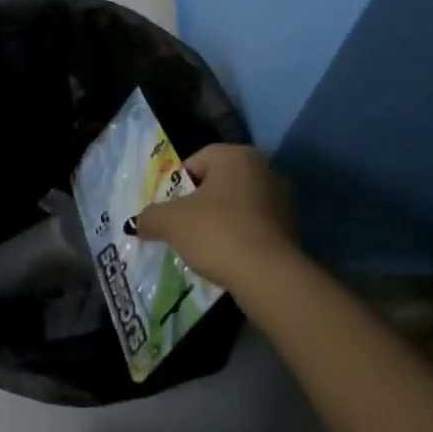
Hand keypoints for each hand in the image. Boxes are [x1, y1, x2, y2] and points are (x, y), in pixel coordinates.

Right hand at [127, 144, 296, 297]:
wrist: (268, 275)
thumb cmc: (216, 232)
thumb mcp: (170, 222)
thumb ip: (150, 217)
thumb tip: (140, 223)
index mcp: (236, 156)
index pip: (197, 161)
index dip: (177, 184)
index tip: (169, 209)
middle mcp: (264, 169)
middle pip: (219, 182)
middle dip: (200, 203)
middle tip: (183, 227)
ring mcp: (283, 199)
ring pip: (239, 205)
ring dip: (221, 221)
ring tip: (204, 247)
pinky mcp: (293, 229)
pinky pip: (255, 227)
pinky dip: (240, 238)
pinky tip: (227, 258)